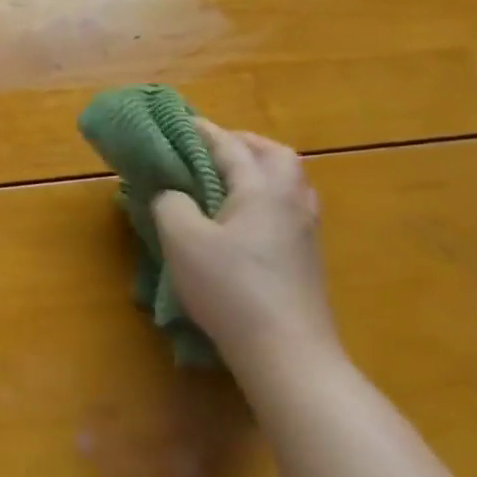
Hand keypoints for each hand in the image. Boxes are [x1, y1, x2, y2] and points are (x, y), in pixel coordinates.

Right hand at [152, 121, 337, 377]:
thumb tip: (173, 194)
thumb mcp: (181, 238)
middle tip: (211, 149)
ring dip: (259, 170)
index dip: (201, 131)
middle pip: (276, 156)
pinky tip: (241, 216)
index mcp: (263, 188)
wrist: (287, 354)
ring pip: (288, 183)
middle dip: (243, 144)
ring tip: (225, 179)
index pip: (230, 146)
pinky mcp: (306, 259)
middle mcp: (291, 201)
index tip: (176, 122)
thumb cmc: (230, 287)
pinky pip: (287, 208)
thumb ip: (170, 202)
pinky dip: (265, 196)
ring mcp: (305, 232)